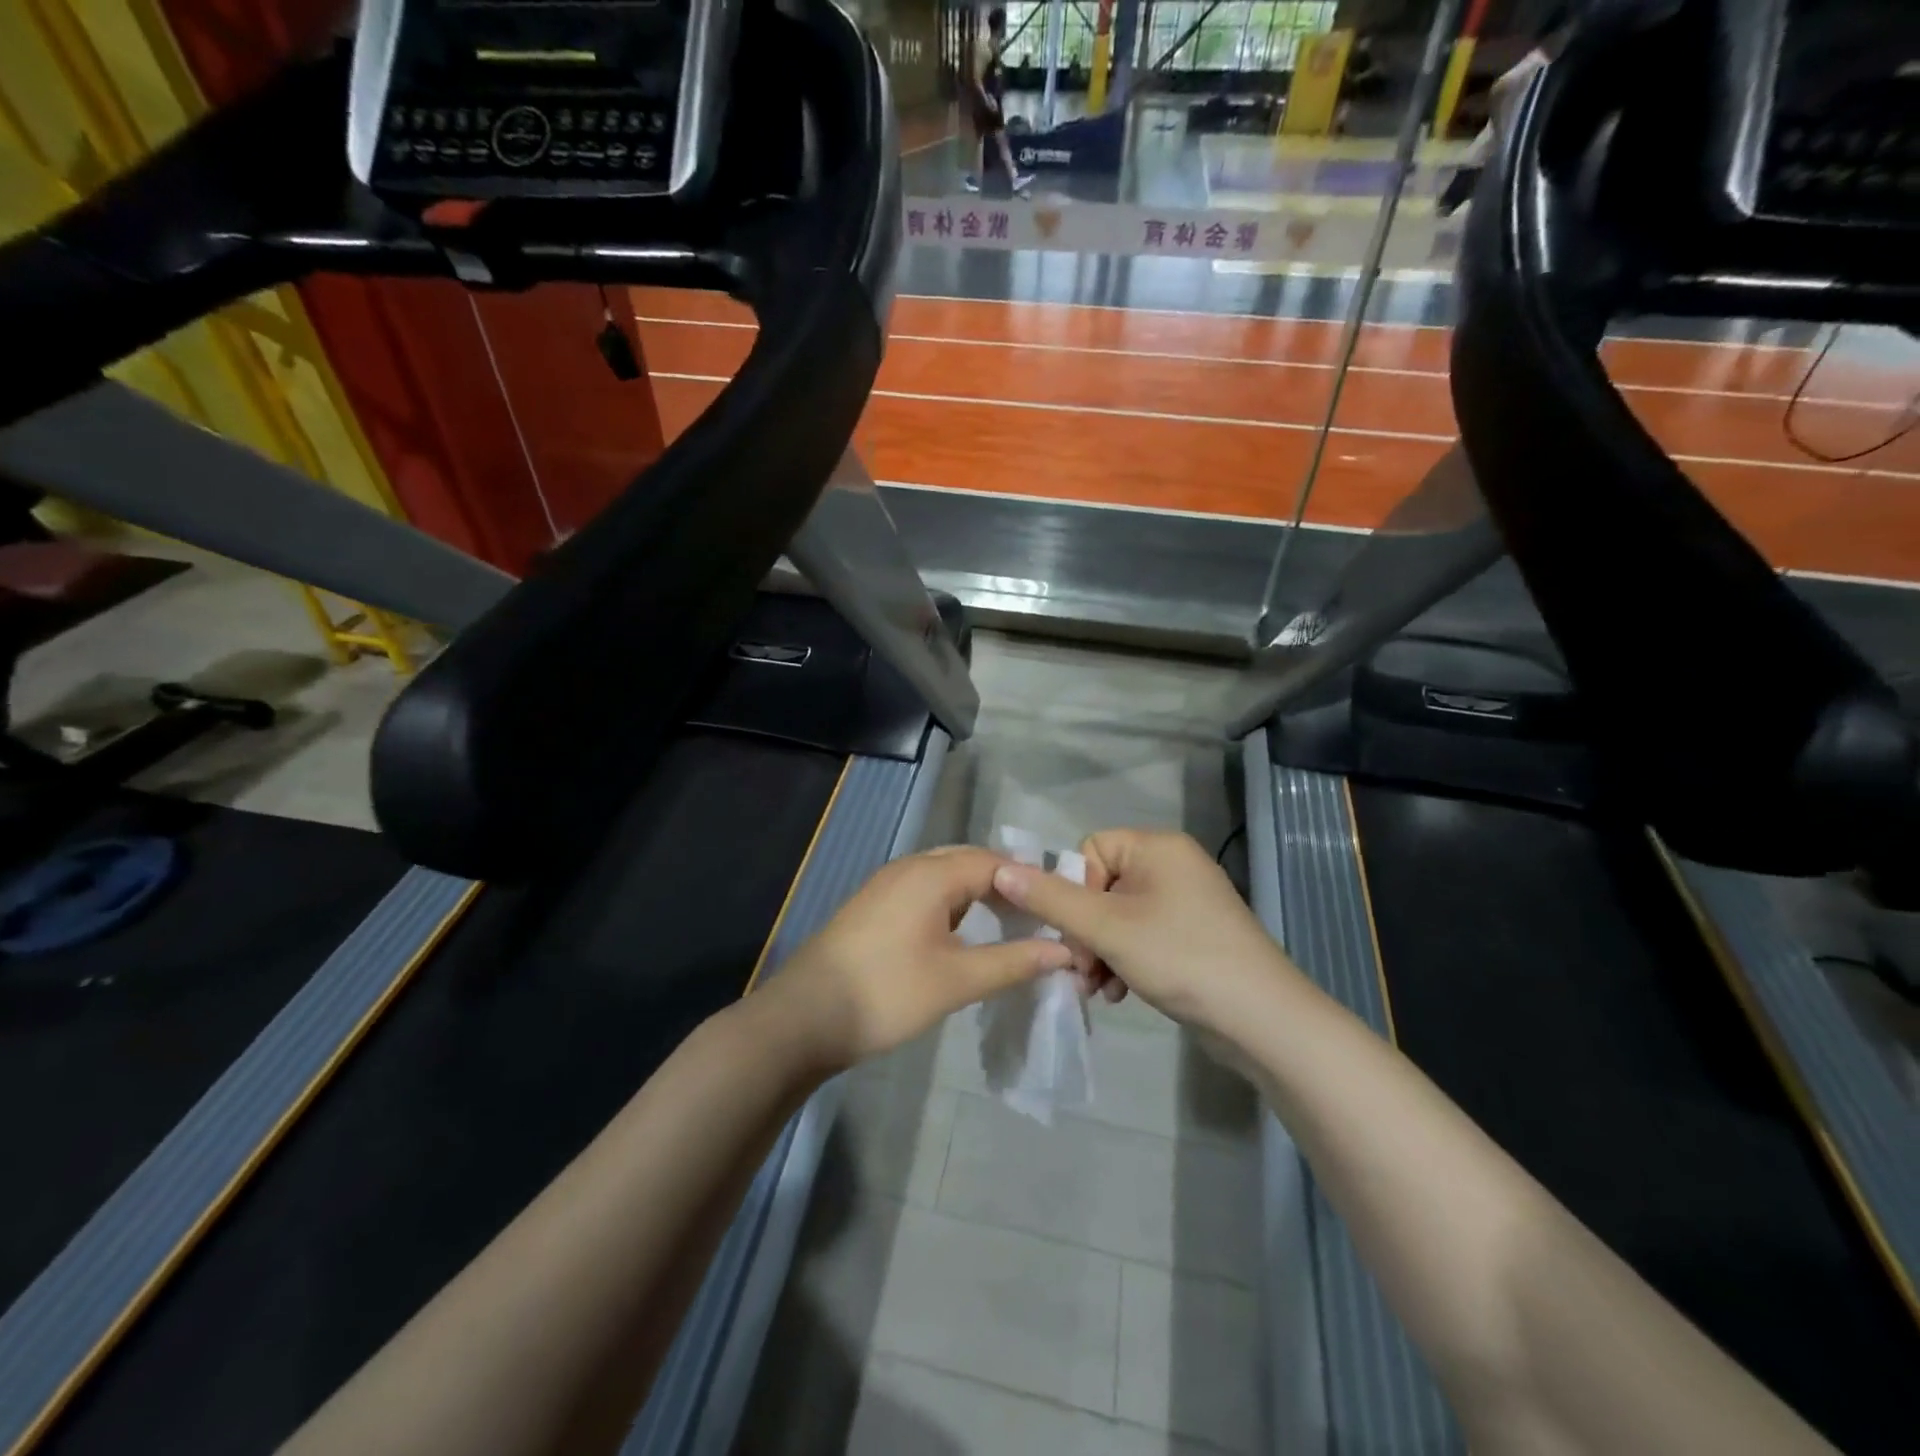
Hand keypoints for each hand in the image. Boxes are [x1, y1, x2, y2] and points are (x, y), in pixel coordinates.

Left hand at [760, 847, 1074, 1072]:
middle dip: (1006, 884)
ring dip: (978, 893)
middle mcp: (908, 867)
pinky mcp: (873, 905)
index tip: (1060, 908)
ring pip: (945, 875)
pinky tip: (963, 931)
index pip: (995, 862)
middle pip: (969, 862)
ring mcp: (886, 884)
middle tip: (1039, 916)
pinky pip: (924, 890)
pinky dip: (952, 903)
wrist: (804, 1017)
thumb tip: (1064, 951)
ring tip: (1009, 923)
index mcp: (931, 874)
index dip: (1030, 883)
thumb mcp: (957, 980)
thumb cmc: (887, 993)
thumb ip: (1013, 962)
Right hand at [991, 829, 1301, 1035]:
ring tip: (1099, 988)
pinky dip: (1125, 960)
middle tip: (1082, 970)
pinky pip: (1142, 935)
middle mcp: (1173, 864)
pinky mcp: (1193, 933)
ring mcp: (1187, 900)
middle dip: (1085, 932)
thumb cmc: (1180, 957)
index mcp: (1157, 846)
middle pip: (1102, 886)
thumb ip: (1050, 899)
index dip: (1075, 892)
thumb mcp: (1107, 928)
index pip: (1090, 850)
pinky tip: (1121, 993)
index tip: (1078, 935)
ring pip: (1118, 916)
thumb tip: (1000, 870)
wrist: (1262, 1019)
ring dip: (1100, 952)